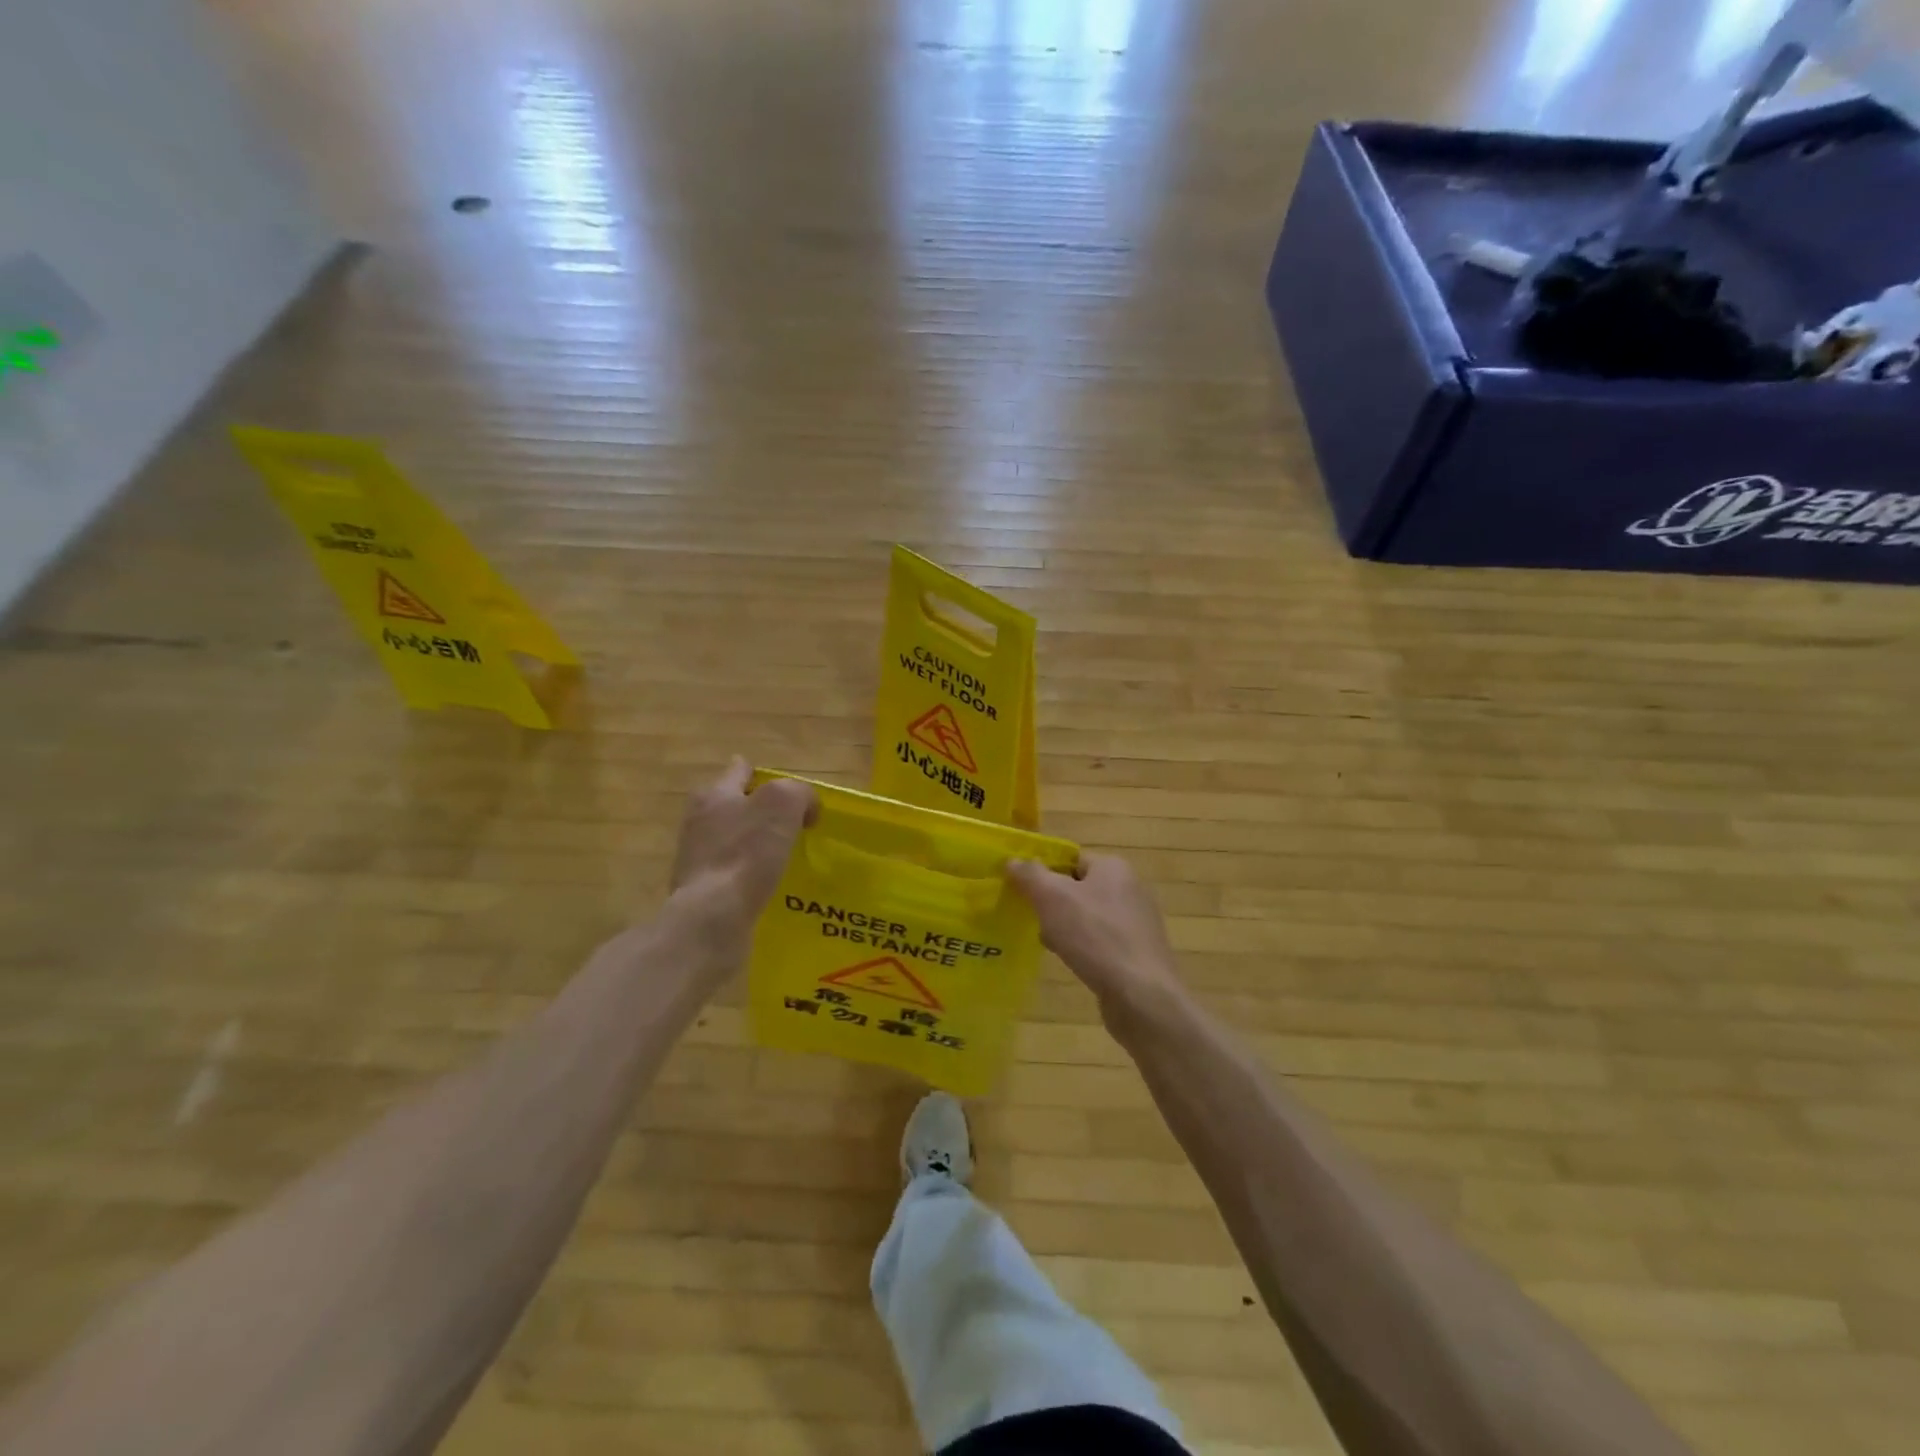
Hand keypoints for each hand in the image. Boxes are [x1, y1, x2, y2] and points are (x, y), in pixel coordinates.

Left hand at [668, 759, 814, 976]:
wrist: (712, 917)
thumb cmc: (747, 852)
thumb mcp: (783, 804)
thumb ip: (798, 793)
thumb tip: (805, 809)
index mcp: (715, 794)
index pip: (740, 770)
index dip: (762, 774)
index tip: (784, 790)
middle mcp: (700, 821)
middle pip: (732, 805)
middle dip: (756, 810)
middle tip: (789, 823)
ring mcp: (697, 858)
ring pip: (732, 840)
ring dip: (754, 845)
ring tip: (785, 856)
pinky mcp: (702, 891)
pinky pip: (732, 873)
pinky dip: (749, 875)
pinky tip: (769, 885)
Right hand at [1007, 854, 1185, 1011]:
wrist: (1141, 995)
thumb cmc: (1095, 936)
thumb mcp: (1052, 898)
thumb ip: (1030, 875)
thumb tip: (1013, 861)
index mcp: (1114, 867)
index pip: (1071, 859)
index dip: (1044, 872)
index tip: (1022, 891)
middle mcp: (1130, 889)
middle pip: (1079, 888)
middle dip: (1053, 904)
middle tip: (1033, 919)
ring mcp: (1137, 923)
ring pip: (1088, 917)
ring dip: (1066, 928)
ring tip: (1049, 944)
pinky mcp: (1138, 953)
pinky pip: (1102, 942)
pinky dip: (1084, 949)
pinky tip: (1073, 963)